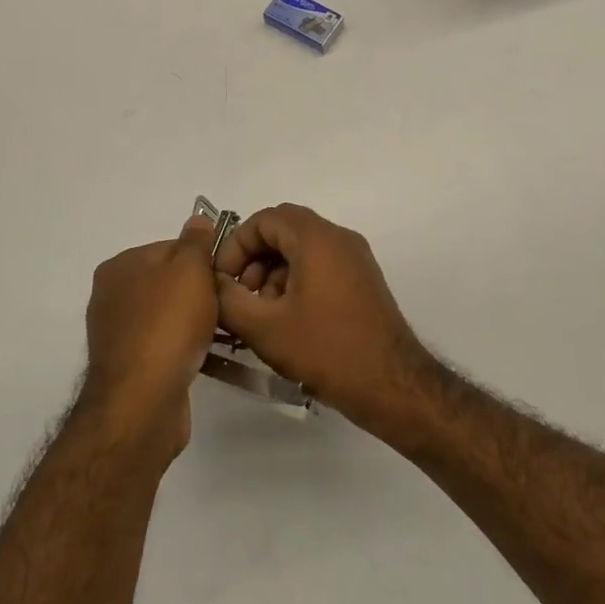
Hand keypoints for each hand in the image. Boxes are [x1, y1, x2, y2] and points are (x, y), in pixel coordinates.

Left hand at [81, 216, 222, 461]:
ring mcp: (118, 333)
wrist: (143, 401)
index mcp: (121, 265)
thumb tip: (197, 220)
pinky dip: (184, 347)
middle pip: (170, 281)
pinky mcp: (129, 366)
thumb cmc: (168, 324)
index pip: (171, 247)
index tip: (226, 276)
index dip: (203, 259)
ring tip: (223, 333)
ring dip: (195, 322)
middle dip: (200, 292)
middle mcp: (112, 295)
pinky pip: (164, 345)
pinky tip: (205, 355)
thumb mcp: (190, 269)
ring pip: (169, 315)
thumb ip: (196, 241)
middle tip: (228, 304)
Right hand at [214, 204, 432, 436]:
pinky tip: (287, 321)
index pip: (265, 219)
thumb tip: (213, 283)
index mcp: (317, 238)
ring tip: (261, 314)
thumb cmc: (326, 349)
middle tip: (240, 296)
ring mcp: (355, 259)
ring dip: (273, 273)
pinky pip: (320, 266)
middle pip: (284, 231)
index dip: (236, 245)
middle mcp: (339, 238)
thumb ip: (228, 299)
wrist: (391, 385)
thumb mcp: (264, 327)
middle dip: (254, 259)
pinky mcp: (362, 281)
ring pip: (302, 250)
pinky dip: (296, 282)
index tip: (222, 279)